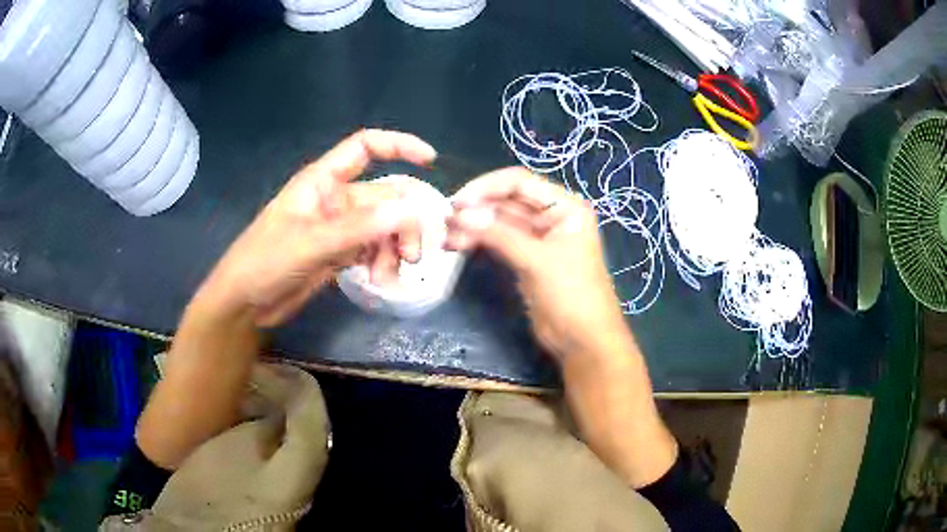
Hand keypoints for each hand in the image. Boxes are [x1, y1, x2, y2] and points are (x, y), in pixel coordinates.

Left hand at [196, 129, 436, 326]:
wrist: (245, 303)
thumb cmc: (264, 262)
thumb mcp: (310, 243)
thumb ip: (358, 227)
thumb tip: (410, 210)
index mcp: (323, 181)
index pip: (365, 148)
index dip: (398, 145)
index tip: (431, 160)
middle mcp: (336, 199)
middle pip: (385, 196)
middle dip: (404, 222)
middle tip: (413, 255)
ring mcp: (340, 228)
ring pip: (384, 227)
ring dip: (394, 248)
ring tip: (390, 275)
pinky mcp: (340, 253)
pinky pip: (374, 250)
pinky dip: (383, 262)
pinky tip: (381, 280)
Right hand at [447, 167, 627, 361]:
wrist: (583, 341)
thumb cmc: (571, 294)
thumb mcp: (537, 260)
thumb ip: (499, 234)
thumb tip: (460, 213)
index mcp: (565, 206)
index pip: (520, 182)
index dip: (486, 187)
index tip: (457, 202)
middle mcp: (552, 216)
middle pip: (507, 201)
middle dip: (476, 209)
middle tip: (444, 221)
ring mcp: (537, 238)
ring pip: (499, 222)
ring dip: (472, 226)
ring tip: (445, 237)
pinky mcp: (525, 259)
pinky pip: (498, 241)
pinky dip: (478, 242)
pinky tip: (456, 245)